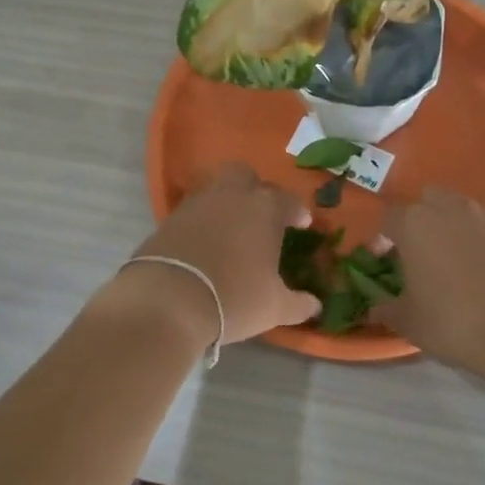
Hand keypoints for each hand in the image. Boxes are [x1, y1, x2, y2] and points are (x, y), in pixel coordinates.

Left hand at [114, 164, 321, 343]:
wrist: (168, 300)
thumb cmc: (234, 297)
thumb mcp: (274, 307)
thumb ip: (298, 303)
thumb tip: (316, 305)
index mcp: (265, 208)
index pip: (289, 201)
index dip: (298, 212)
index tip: (302, 224)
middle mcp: (232, 195)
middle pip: (246, 176)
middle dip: (256, 190)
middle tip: (261, 215)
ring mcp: (197, 202)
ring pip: (216, 188)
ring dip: (226, 202)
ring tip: (231, 228)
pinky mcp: (170, 217)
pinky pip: (193, 209)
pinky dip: (202, 219)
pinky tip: (205, 241)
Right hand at [377, 187, 484, 373]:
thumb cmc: (454, 322)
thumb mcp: (410, 322)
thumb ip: (387, 309)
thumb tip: (373, 309)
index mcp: (413, 224)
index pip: (388, 218)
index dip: (382, 238)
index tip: (384, 260)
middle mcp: (446, 209)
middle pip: (424, 202)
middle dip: (417, 221)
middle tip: (417, 253)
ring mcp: (482, 216)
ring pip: (456, 208)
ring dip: (448, 224)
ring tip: (450, 257)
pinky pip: (483, 224)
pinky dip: (476, 236)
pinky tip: (480, 265)